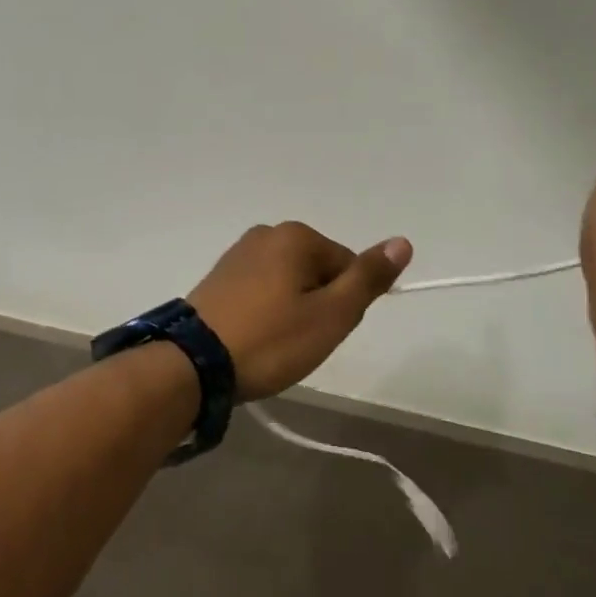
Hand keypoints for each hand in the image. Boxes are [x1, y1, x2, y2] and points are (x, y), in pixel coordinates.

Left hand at [188, 223, 413, 401]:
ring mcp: (237, 253)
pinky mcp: (218, 277)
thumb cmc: (271, 339)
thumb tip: (402, 242)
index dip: (343, 304)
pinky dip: (265, 313)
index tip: (322, 332)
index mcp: (295, 236)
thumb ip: (368, 278)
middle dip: (317, 306)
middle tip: (298, 341)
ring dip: (291, 311)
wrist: (193, 363)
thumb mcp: (331, 314)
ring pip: (288, 284)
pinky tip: (253, 337)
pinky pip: (260, 291)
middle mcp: (266, 233)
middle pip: (317, 272)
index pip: (346, 266)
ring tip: (274, 344)